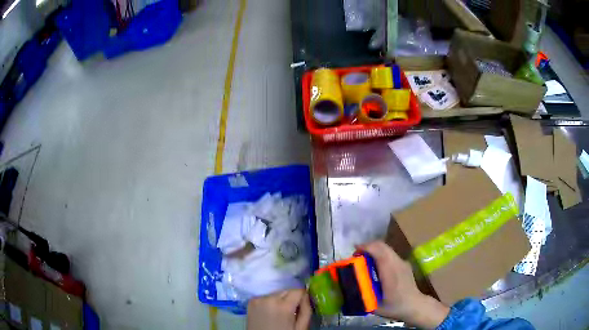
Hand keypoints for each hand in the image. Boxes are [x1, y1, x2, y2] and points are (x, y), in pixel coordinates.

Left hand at [247, 289, 311, 329]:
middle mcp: (270, 298)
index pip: (298, 291)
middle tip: (290, 312)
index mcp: (284, 306)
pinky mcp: (251, 301)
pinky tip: (269, 312)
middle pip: (286, 291)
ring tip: (278, 313)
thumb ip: (306, 310)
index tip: (301, 306)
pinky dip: (269, 302)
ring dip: (280, 300)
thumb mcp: (301, 327)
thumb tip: (306, 296)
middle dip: (291, 299)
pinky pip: (265, 297)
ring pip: (276, 293)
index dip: (302, 298)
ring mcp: (258, 299)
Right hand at [360, 241, 449, 328]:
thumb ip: (362, 295)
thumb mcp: (375, 306)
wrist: (415, 306)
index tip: (354, 253)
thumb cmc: (395, 307)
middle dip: (367, 247)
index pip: (379, 252)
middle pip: (382, 246)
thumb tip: (348, 289)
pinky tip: (375, 265)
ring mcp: (403, 262)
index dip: (366, 248)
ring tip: (364, 260)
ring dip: (374, 250)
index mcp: (390, 273)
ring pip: (386, 248)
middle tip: (356, 256)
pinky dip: (380, 254)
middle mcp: (397, 264)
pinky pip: (390, 253)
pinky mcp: (404, 263)